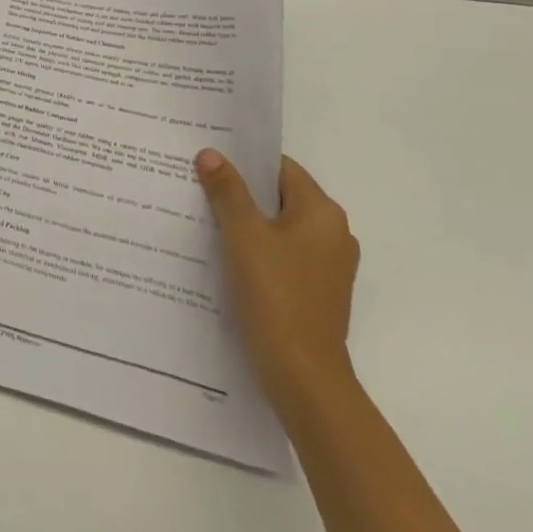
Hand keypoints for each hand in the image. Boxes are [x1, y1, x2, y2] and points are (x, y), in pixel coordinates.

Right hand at [195, 149, 359, 407]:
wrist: (304, 378)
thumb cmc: (276, 295)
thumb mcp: (244, 234)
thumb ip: (227, 190)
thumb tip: (211, 153)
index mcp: (323, 212)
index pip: (279, 168)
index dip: (244, 161)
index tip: (209, 159)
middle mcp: (333, 233)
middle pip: (279, 197)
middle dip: (240, 191)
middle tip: (199, 185)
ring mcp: (328, 266)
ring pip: (279, 228)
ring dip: (246, 222)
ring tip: (205, 218)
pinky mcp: (317, 292)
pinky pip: (283, 255)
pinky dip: (257, 250)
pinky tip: (225, 256)